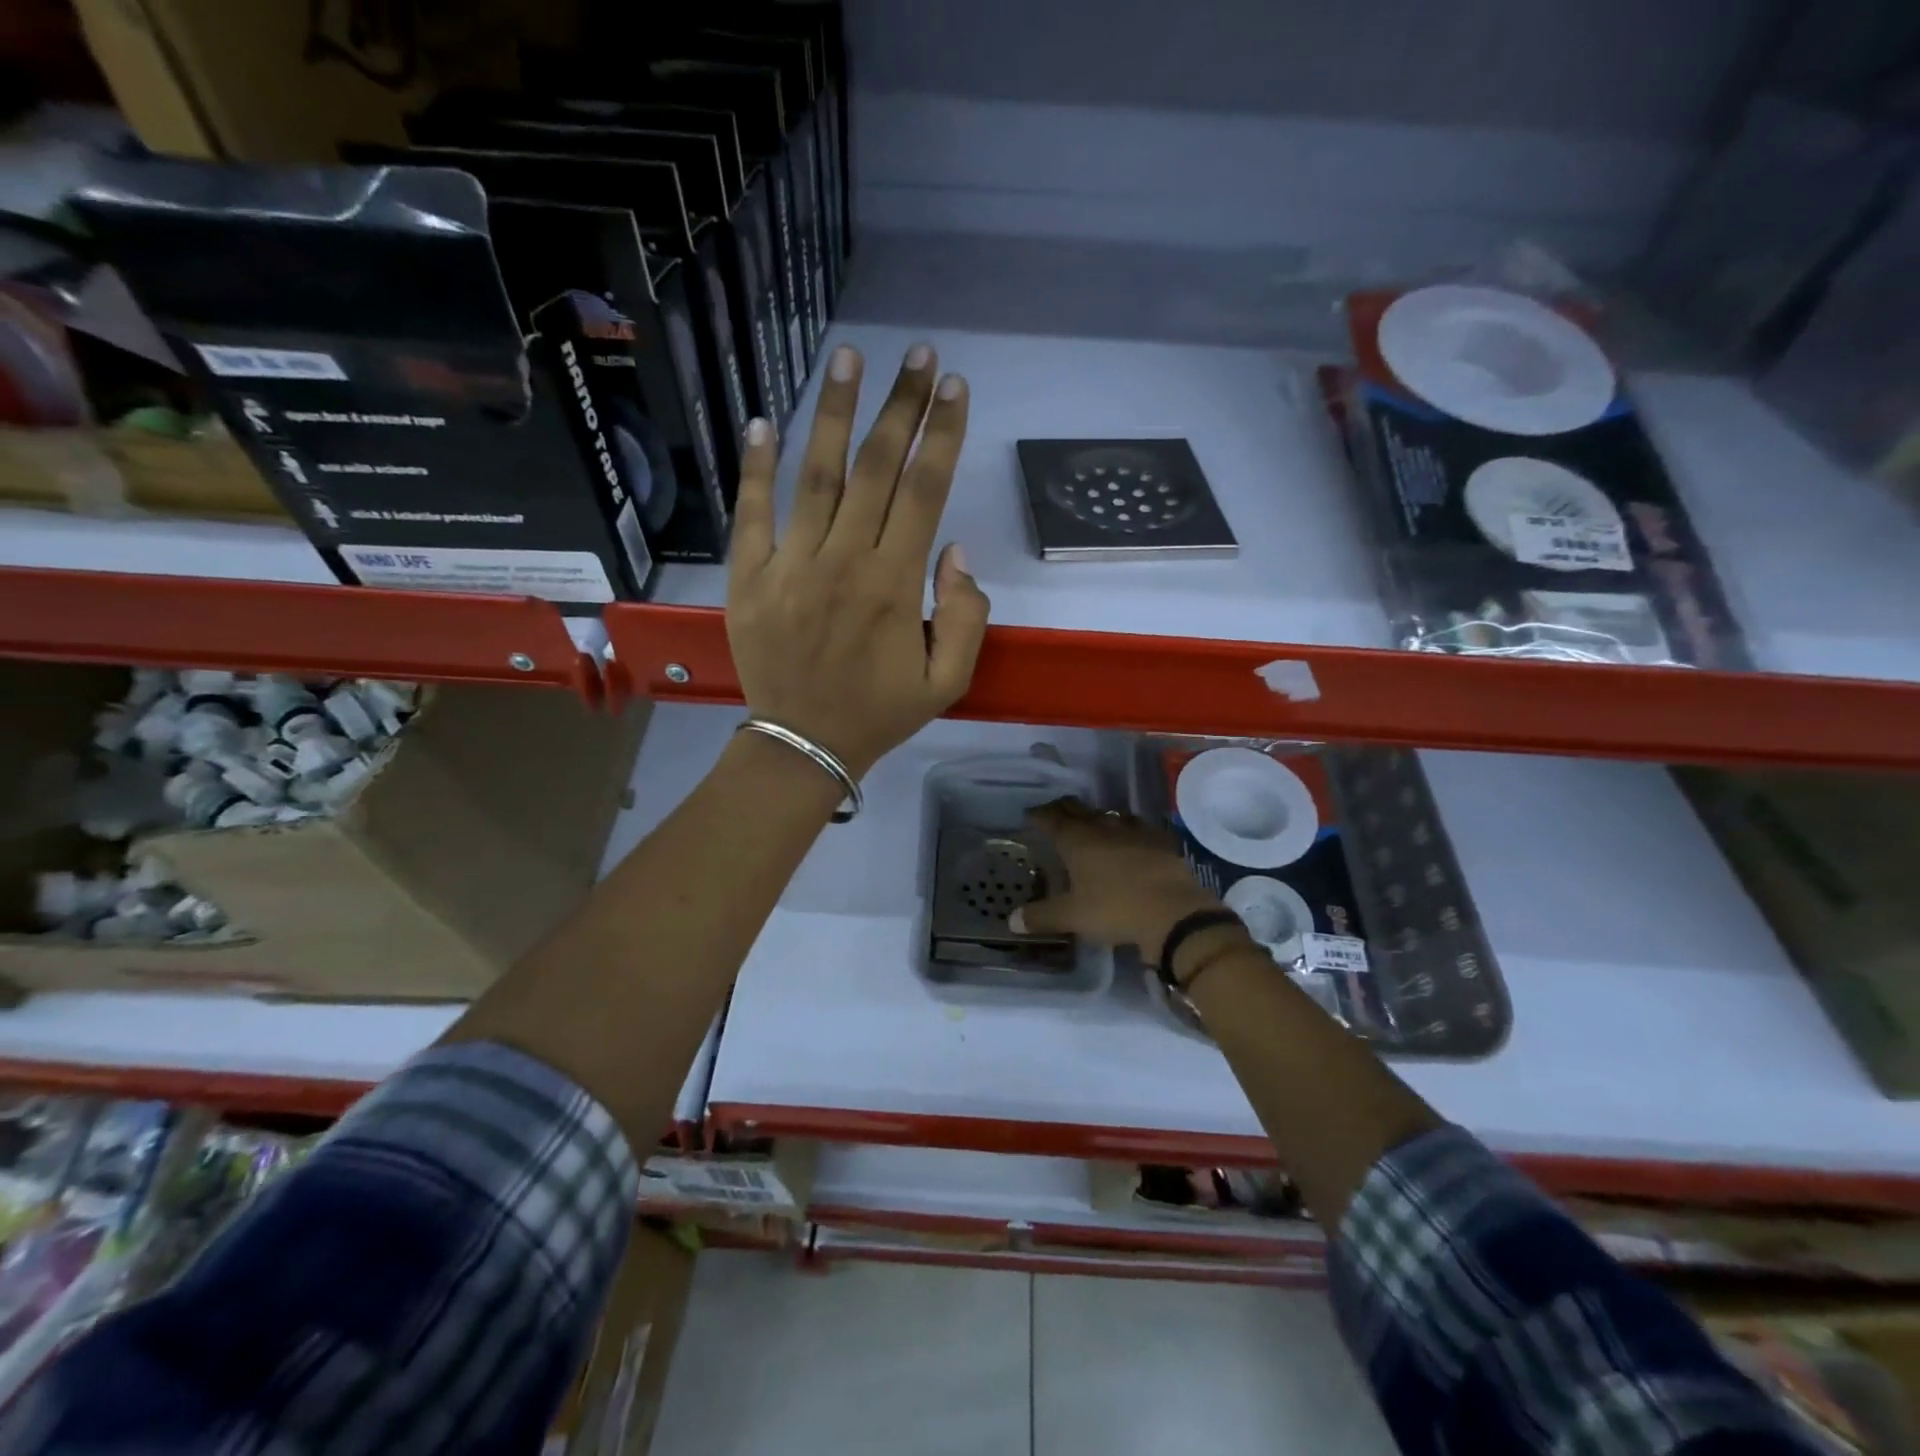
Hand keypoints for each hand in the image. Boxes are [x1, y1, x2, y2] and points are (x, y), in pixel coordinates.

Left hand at [727, 343, 990, 777]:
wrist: (804, 745)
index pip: (923, 491)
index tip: (954, 387)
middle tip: (917, 354)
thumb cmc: (880, 713)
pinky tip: (764, 421)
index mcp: (894, 585)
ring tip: (848, 358)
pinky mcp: (750, 578)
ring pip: (817, 476)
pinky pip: (752, 513)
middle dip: (901, 405)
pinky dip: (756, 468)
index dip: (941, 434)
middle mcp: (843, 562)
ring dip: (835, 414)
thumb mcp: (948, 681)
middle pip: (876, 468)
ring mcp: (790, 566)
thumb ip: (965, 616)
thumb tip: (954, 550)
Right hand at [1013, 799, 1223, 954]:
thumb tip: (1012, 921)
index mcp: (1077, 841)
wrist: (1174, 912)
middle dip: (1064, 809)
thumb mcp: (1072, 917)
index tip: (1029, 815)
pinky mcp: (1160, 841)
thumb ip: (1041, 917)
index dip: (1038, 815)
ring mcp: (1135, 832)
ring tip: (1091, 823)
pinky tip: (1130, 838)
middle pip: (1079, 810)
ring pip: (1109, 815)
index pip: (1052, 819)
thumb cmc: (1115, 909)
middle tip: (1055, 812)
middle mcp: (1103, 828)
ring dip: (1096, 817)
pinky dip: (1127, 829)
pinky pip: (1138, 827)